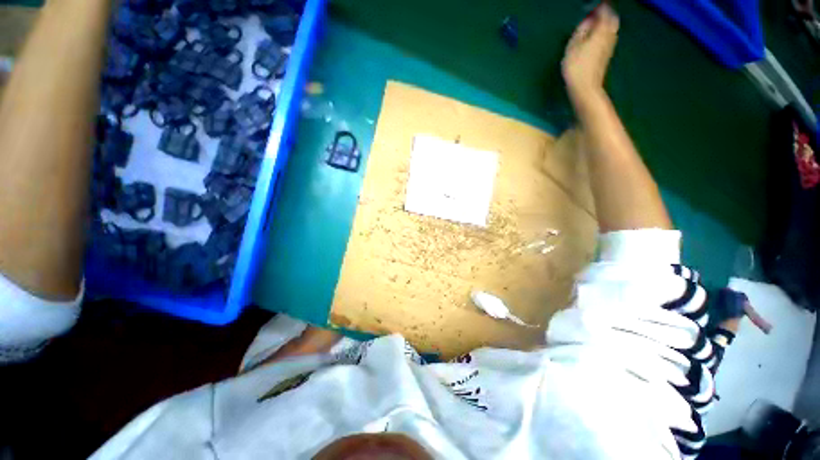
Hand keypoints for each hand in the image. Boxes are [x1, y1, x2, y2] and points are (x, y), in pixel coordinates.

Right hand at [562, 4, 619, 100]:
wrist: (585, 87)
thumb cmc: (576, 67)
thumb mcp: (573, 47)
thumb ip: (581, 30)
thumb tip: (588, 20)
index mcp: (602, 29)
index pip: (604, 11)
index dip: (600, 6)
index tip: (593, 5)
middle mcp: (610, 34)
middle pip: (612, 18)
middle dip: (606, 13)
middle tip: (597, 12)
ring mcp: (610, 45)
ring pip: (612, 27)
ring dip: (606, 22)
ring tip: (596, 22)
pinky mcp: (607, 54)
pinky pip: (609, 36)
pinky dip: (605, 32)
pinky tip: (597, 35)